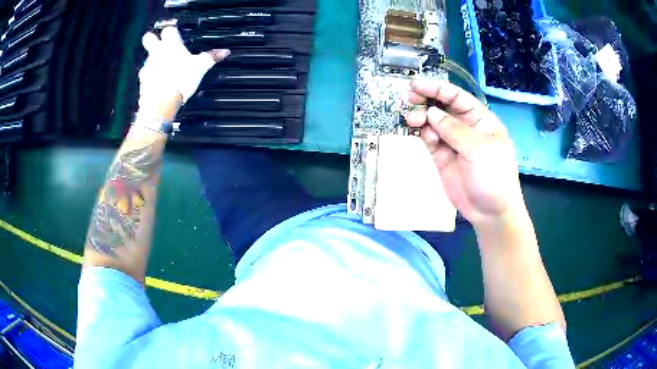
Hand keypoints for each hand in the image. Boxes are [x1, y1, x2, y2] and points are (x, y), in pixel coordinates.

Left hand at [138, 27, 229, 119]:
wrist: (161, 103)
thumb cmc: (180, 80)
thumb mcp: (200, 67)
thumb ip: (211, 57)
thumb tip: (224, 52)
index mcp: (170, 45)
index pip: (169, 29)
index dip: (172, 31)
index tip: (176, 36)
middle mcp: (156, 52)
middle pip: (148, 38)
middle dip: (152, 39)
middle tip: (161, 46)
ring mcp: (147, 67)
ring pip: (148, 58)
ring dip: (154, 61)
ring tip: (166, 70)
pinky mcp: (143, 81)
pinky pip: (147, 75)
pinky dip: (152, 77)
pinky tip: (161, 83)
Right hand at [405, 80, 525, 227]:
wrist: (490, 213)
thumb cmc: (494, 176)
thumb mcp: (479, 150)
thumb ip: (454, 130)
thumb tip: (431, 113)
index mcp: (481, 120)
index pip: (458, 97)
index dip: (437, 89)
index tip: (416, 85)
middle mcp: (466, 127)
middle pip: (443, 107)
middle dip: (426, 101)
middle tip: (408, 98)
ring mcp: (453, 143)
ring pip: (433, 123)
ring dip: (421, 118)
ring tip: (412, 120)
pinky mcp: (442, 158)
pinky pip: (429, 140)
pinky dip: (423, 135)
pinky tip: (420, 135)